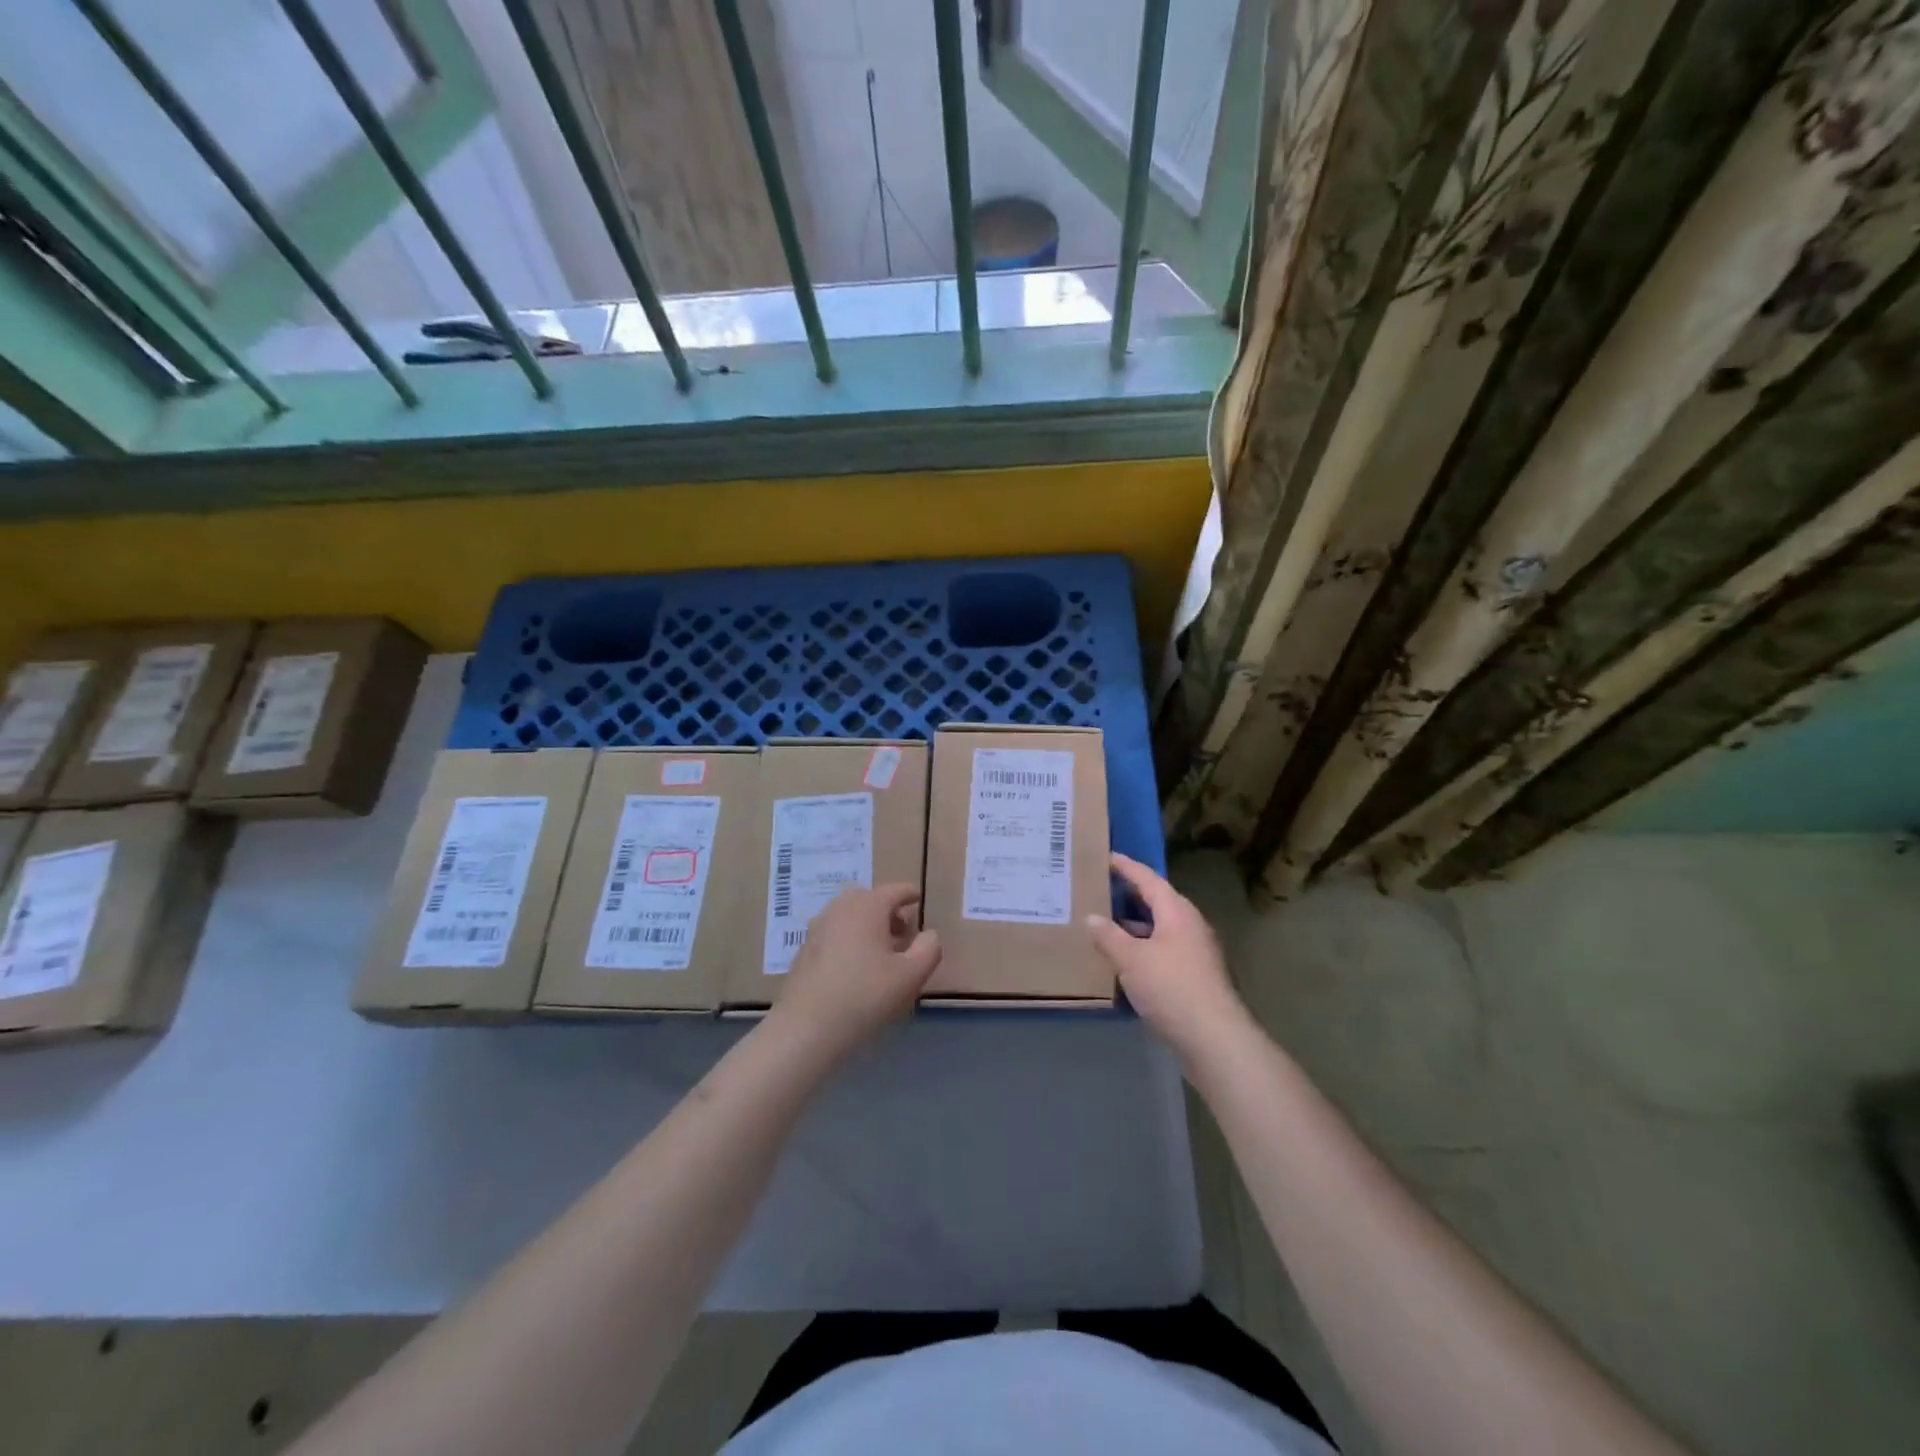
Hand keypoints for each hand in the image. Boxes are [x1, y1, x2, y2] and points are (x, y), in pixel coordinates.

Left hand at [769, 884, 940, 1063]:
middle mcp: (840, 909)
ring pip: (848, 916)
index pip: (894, 890)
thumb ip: (928, 949)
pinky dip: (848, 939)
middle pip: (868, 899)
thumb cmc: (865, 995)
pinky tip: (854, 968)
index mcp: (868, 906)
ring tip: (880, 952)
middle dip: (887, 910)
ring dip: (866, 925)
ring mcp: (817, 929)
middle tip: (902, 931)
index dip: (909, 894)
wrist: (807, 1028)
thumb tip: (929, 934)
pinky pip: (833, 934)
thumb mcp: (911, 976)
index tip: (918, 899)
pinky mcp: (803, 951)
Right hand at [1088, 853, 1252, 1062]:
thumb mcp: (1131, 958)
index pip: (1148, 878)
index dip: (1126, 866)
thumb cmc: (1171, 987)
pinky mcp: (1196, 977)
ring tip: (1105, 924)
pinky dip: (1143, 948)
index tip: (1106, 856)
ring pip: (1160, 929)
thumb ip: (1108, 936)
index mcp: (1177, 911)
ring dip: (1135, 925)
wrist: (1214, 1038)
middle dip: (1130, 895)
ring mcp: (1196, 952)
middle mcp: (1190, 925)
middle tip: (1101, 888)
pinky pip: (1164, 951)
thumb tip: (1092, 917)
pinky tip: (1124, 961)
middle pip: (1157, 902)